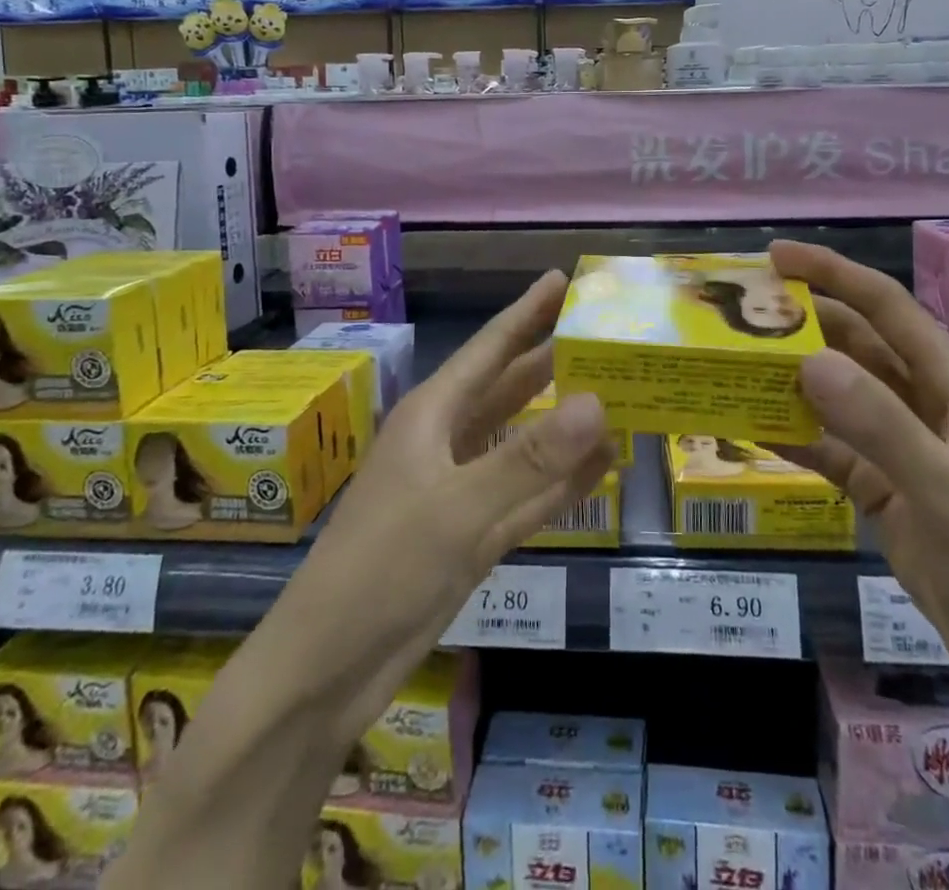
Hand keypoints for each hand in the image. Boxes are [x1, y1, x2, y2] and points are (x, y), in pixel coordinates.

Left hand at [267, 270, 615, 745]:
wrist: (328, 669)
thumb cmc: (382, 568)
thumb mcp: (459, 509)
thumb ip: (531, 458)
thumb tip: (598, 401)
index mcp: (434, 415)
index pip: (491, 348)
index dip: (527, 312)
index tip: (563, 279)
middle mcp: (448, 441)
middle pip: (512, 389)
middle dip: (554, 361)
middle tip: (607, 336)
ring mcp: (461, 489)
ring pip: (524, 442)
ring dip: (566, 424)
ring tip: (620, 397)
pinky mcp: (473, 534)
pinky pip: (529, 495)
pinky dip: (562, 482)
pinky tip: (602, 468)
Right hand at [768, 239, 948, 680]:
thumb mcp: (945, 490)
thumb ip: (879, 423)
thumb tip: (807, 362)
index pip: (884, 305)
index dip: (832, 272)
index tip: (775, 256)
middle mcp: (922, 396)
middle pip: (853, 340)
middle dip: (800, 323)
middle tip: (739, 314)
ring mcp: (898, 437)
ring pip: (836, 388)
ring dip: (791, 375)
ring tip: (734, 363)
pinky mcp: (879, 476)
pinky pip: (827, 440)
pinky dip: (793, 432)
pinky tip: (753, 428)